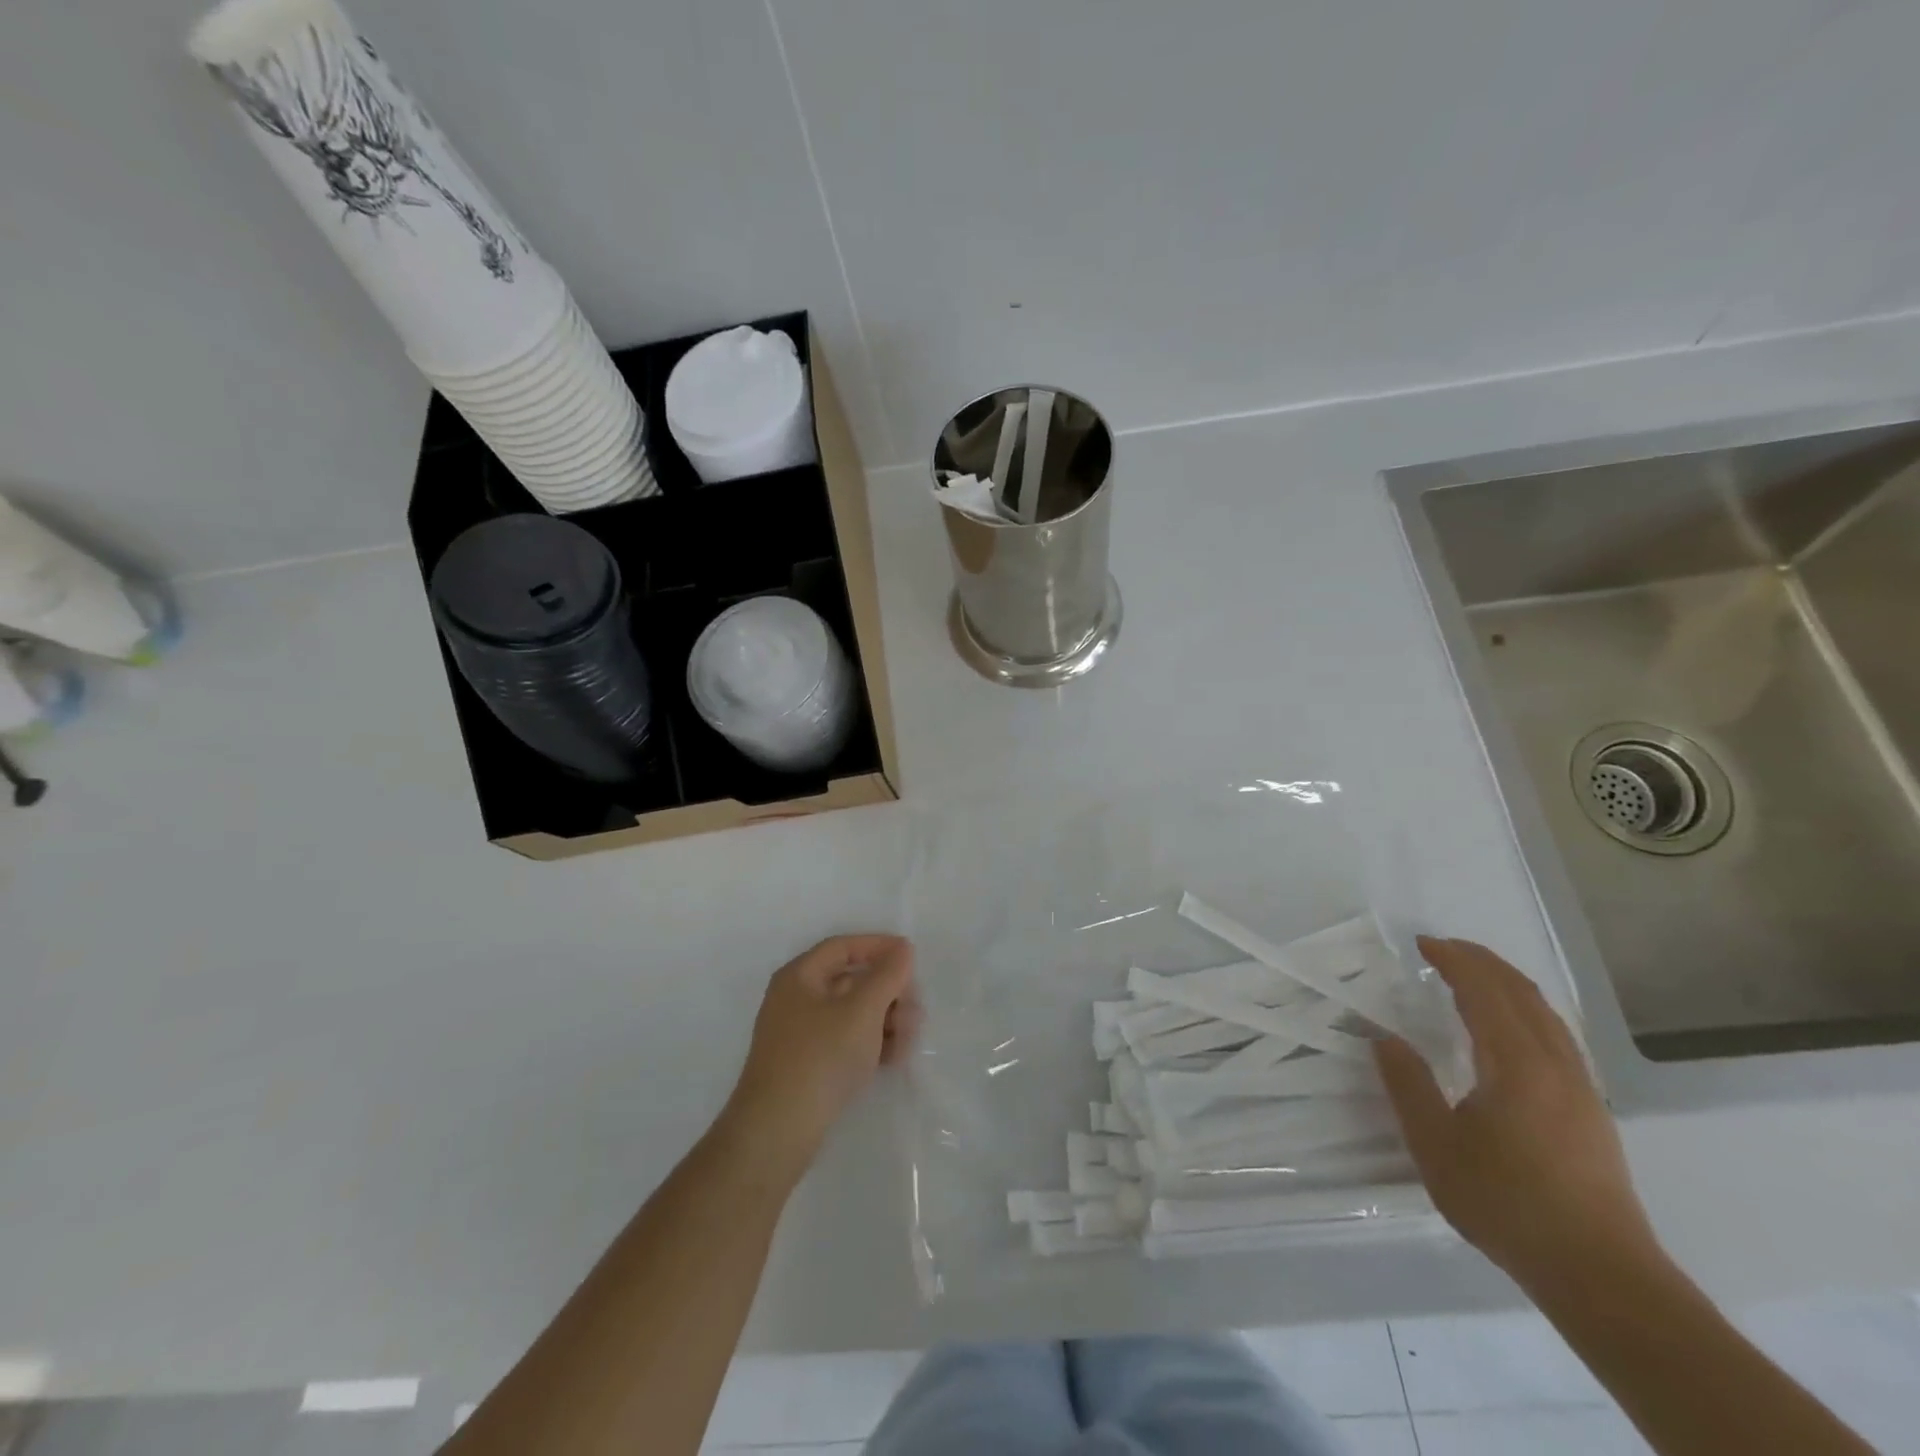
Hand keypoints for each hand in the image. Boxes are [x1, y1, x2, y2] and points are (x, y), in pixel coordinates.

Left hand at [718, 935, 920, 1182]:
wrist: (777, 1132)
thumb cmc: (820, 1057)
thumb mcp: (861, 1010)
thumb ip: (887, 975)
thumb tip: (902, 948)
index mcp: (800, 976)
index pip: (843, 947)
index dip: (878, 947)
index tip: (911, 958)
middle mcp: (796, 999)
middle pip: (851, 980)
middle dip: (888, 992)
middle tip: (915, 1010)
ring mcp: (801, 1035)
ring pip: (852, 1014)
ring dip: (885, 1019)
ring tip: (909, 1039)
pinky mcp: (809, 1066)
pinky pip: (846, 1041)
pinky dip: (871, 1043)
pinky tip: (894, 1058)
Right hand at [1372, 937, 1656, 1292]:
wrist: (1601, 1274)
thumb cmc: (1508, 1204)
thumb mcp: (1436, 1146)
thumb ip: (1408, 1086)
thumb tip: (1385, 1038)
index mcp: (1517, 1064)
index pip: (1485, 992)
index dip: (1454, 961)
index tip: (1422, 944)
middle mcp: (1556, 1063)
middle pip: (1521, 993)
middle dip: (1482, 962)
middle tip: (1442, 949)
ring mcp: (1581, 1087)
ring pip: (1546, 1013)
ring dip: (1507, 983)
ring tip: (1472, 976)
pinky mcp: (1591, 1109)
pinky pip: (1557, 1034)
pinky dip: (1526, 1010)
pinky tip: (1510, 1028)